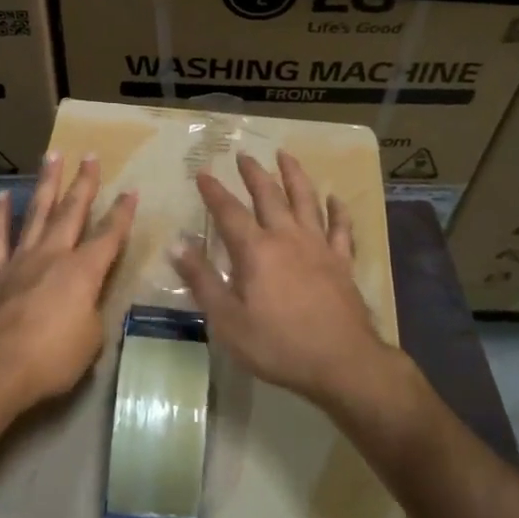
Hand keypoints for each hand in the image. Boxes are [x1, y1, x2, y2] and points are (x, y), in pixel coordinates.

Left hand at [0, 152, 136, 416]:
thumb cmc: (51, 360)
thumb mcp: (91, 341)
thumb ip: (92, 312)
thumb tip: (87, 302)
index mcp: (83, 271)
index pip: (110, 236)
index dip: (122, 213)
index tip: (131, 190)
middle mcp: (54, 255)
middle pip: (72, 211)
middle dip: (84, 183)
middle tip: (90, 155)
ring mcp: (20, 260)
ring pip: (37, 212)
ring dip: (47, 184)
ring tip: (52, 156)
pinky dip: (0, 215)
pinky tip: (2, 195)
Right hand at [172, 151, 396, 408]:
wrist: (341, 362)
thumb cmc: (278, 344)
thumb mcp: (228, 320)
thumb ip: (202, 281)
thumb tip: (176, 245)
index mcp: (256, 250)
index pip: (229, 211)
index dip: (213, 191)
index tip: (202, 173)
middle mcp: (287, 237)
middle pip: (268, 195)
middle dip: (253, 173)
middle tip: (244, 155)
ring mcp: (318, 246)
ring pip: (306, 200)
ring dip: (294, 175)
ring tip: (285, 155)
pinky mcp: (342, 262)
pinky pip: (340, 228)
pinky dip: (338, 210)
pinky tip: (336, 198)